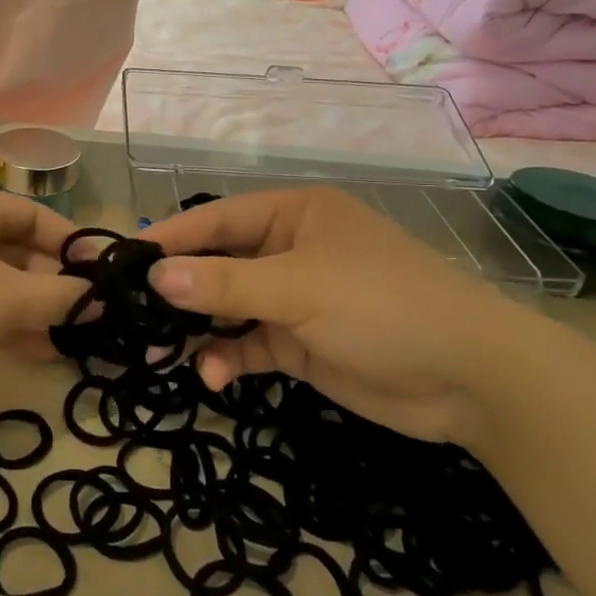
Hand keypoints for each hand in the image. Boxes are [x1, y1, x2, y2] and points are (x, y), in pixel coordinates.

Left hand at [0, 187, 85, 411]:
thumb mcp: (5, 298)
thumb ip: (59, 297)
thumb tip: (102, 300)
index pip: (35, 215)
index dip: (72, 244)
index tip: (102, 276)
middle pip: (18, 251)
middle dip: (53, 285)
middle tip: (88, 317)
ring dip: (33, 310)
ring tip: (70, 341)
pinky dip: (6, 325)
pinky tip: (36, 352)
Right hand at [145, 187, 567, 445]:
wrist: (472, 380)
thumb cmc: (384, 307)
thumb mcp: (300, 288)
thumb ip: (226, 282)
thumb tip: (156, 276)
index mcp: (294, 215)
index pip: (217, 218)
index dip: (171, 237)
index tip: (122, 260)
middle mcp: (290, 250)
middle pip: (218, 264)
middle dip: (179, 290)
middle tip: (131, 316)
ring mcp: (295, 299)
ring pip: (228, 307)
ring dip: (198, 329)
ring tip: (159, 355)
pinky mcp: (301, 344)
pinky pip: (249, 344)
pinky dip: (228, 357)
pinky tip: (213, 376)